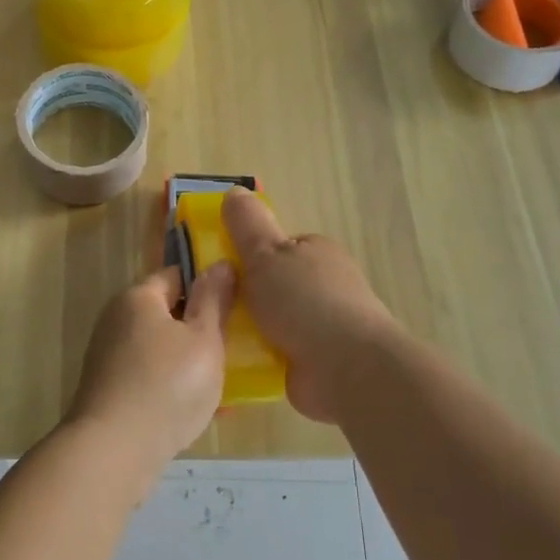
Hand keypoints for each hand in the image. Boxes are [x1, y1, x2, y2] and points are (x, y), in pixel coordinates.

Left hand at [67, 262, 234, 480]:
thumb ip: (213, 300)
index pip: (176, 274)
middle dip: (199, 329)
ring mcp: (108, 356)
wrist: (114, 450)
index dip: (207, 285)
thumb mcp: (203, 339)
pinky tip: (196, 412)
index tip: (235, 305)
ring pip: (159, 349)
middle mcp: (116, 319)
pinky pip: (148, 378)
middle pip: (166, 313)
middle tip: (233, 348)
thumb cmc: (167, 385)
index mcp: (138, 297)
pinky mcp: (108, 389)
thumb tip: (220, 263)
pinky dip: (171, 388)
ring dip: (188, 362)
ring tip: (222, 384)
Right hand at [223, 188, 395, 423]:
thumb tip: (234, 191)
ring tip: (215, 335)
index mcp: (316, 252)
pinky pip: (279, 353)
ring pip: (274, 321)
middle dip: (246, 296)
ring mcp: (324, 326)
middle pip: (273, 284)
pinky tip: (235, 363)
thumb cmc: (304, 301)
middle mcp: (324, 285)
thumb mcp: (265, 253)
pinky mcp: (319, 362)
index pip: (276, 247)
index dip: (248, 255)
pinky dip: (260, 357)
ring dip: (250, 329)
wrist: (348, 369)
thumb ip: (246, 225)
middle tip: (211, 305)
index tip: (219, 270)